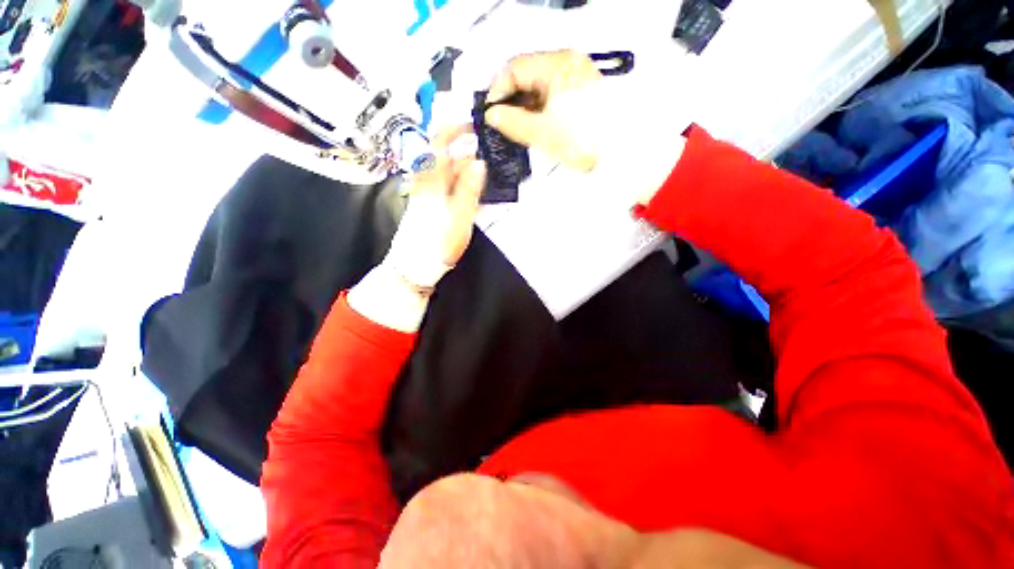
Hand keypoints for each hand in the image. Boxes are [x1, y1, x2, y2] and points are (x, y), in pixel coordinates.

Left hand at [389, 125, 486, 280]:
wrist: (414, 266)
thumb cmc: (437, 245)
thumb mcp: (458, 219)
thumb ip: (468, 191)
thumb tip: (479, 162)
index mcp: (432, 182)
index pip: (439, 144)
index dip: (454, 129)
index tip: (474, 122)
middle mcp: (427, 183)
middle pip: (442, 153)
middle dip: (462, 142)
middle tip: (485, 142)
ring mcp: (428, 194)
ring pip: (445, 169)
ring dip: (463, 160)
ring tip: (484, 162)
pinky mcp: (431, 204)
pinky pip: (446, 183)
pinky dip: (460, 178)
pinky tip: (472, 183)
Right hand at [485, 50, 603, 171]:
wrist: (615, 154)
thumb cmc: (582, 140)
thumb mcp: (541, 132)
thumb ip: (511, 122)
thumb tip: (492, 115)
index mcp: (558, 64)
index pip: (514, 68)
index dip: (497, 91)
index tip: (490, 113)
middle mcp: (568, 63)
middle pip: (526, 75)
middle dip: (511, 99)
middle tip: (501, 122)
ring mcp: (575, 76)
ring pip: (538, 85)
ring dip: (524, 105)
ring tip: (517, 127)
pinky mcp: (579, 91)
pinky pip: (550, 94)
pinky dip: (538, 108)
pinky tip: (534, 125)